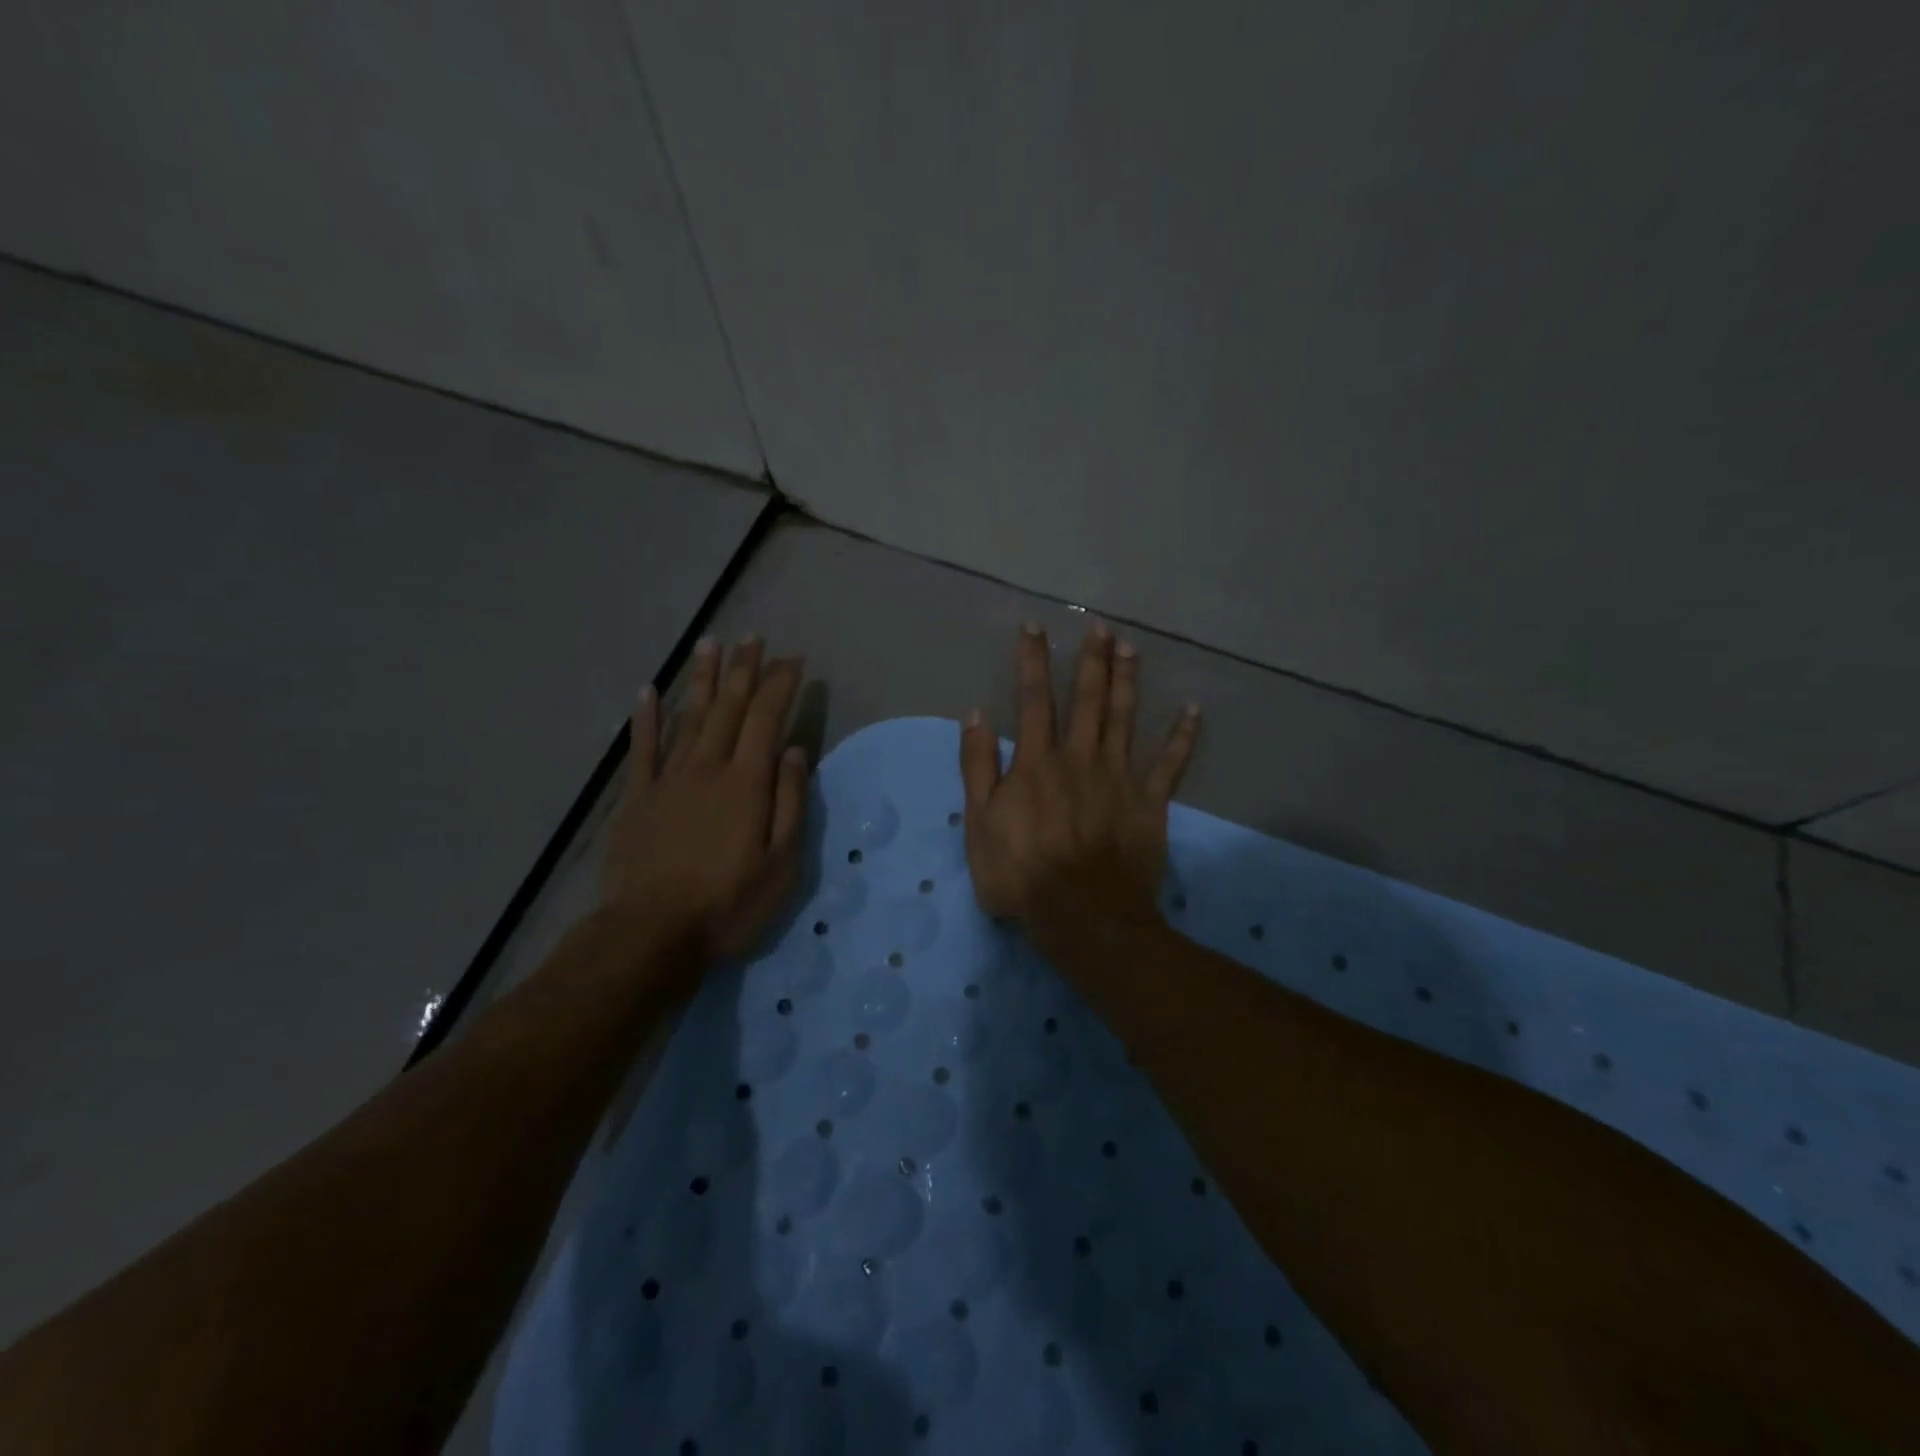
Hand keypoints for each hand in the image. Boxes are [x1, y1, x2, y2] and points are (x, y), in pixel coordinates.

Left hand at [603, 637, 809, 964]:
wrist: (651, 934)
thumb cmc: (728, 904)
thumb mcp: (781, 864)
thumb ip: (790, 803)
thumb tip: (795, 751)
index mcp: (746, 783)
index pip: (767, 719)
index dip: (780, 685)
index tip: (793, 661)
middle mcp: (707, 768)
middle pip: (729, 708)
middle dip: (744, 670)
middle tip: (754, 638)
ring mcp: (668, 780)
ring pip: (688, 717)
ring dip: (702, 680)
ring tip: (710, 646)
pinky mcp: (637, 798)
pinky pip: (642, 749)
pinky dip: (645, 718)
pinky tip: (648, 691)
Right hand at [959, 623, 1199, 928]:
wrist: (1083, 916)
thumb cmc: (1022, 874)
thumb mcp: (979, 823)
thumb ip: (978, 766)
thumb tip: (975, 715)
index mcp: (1037, 762)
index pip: (1034, 699)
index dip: (1033, 661)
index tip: (1035, 627)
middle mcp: (1080, 758)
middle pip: (1088, 700)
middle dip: (1092, 660)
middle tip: (1100, 627)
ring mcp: (1119, 777)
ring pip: (1125, 718)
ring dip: (1128, 681)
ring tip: (1131, 648)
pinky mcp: (1150, 802)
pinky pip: (1171, 763)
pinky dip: (1183, 736)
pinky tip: (1194, 710)